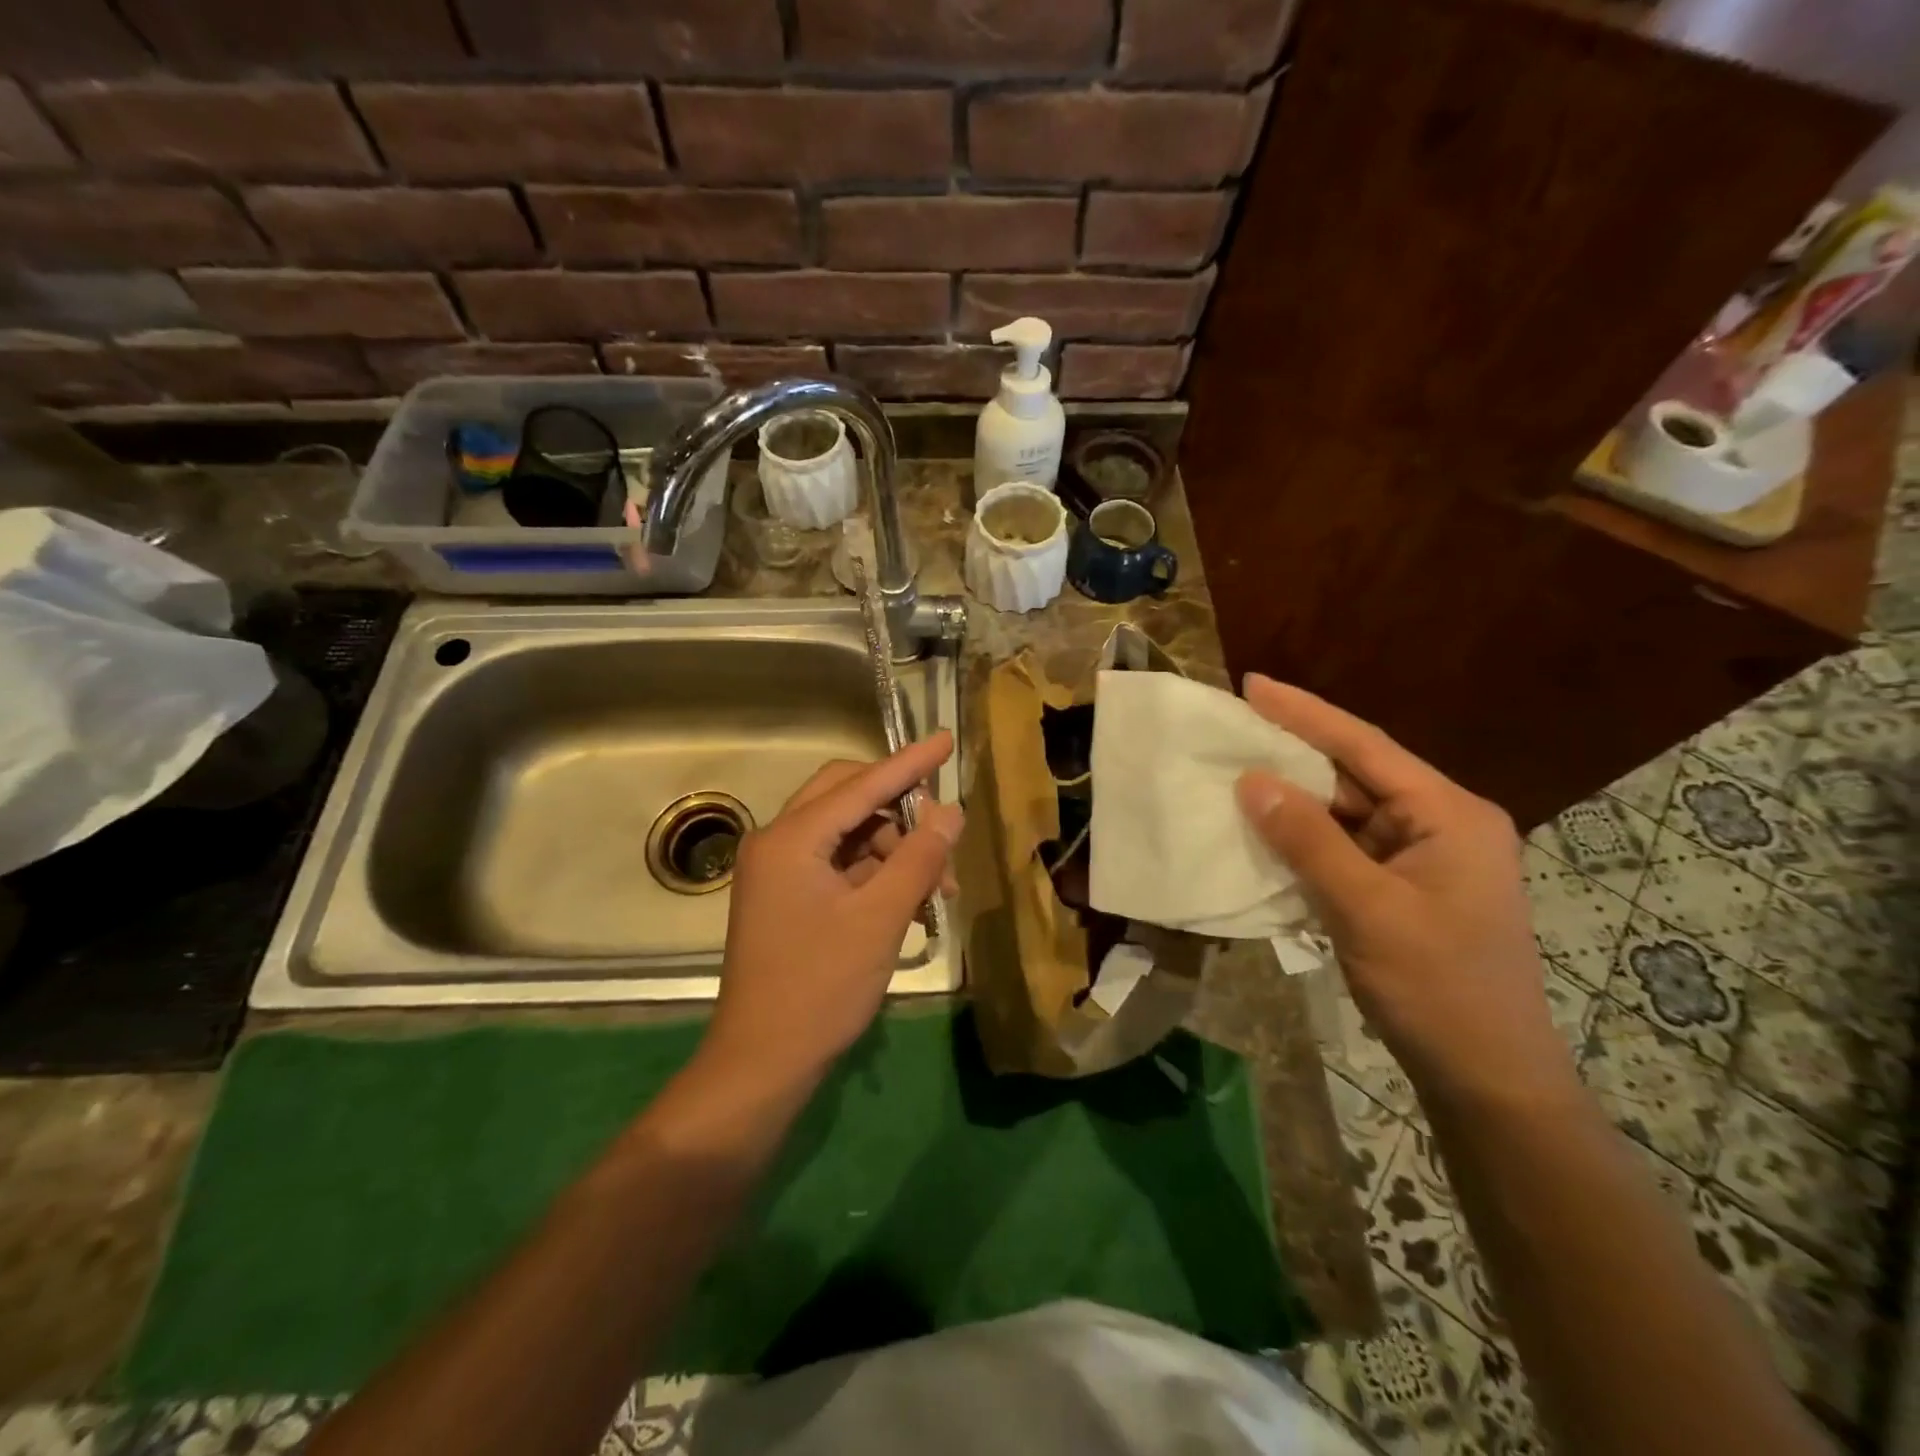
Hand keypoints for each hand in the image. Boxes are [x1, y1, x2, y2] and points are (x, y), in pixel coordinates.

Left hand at [705, 732, 963, 1085]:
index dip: (909, 762)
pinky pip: (837, 864)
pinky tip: (910, 902)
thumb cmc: (821, 987)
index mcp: (791, 838)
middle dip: (900, 812)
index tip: (946, 739)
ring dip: (893, 850)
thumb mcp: (881, 918)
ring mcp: (777, 871)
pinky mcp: (785, 897)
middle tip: (942, 835)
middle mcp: (777, 842)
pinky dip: (874, 874)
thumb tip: (950, 810)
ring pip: (846, 834)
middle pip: (847, 799)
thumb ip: (919, 857)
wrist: (762, 1062)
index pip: (861, 784)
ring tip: (937, 891)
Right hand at [1234, 676, 1578, 1107]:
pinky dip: (1305, 841)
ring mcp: (1422, 860)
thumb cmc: (1438, 989)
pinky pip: (1345, 849)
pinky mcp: (1403, 890)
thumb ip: (1308, 840)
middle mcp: (1441, 825)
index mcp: (1449, 815)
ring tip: (1234, 775)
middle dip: (1293, 755)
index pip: (1366, 746)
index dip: (1305, 713)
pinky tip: (1263, 833)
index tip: (1252, 685)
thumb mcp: (1366, 910)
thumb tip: (1251, 781)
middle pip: (1356, 775)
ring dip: (1294, 802)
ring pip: (1346, 814)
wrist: (1488, 1080)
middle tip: (1232, 730)